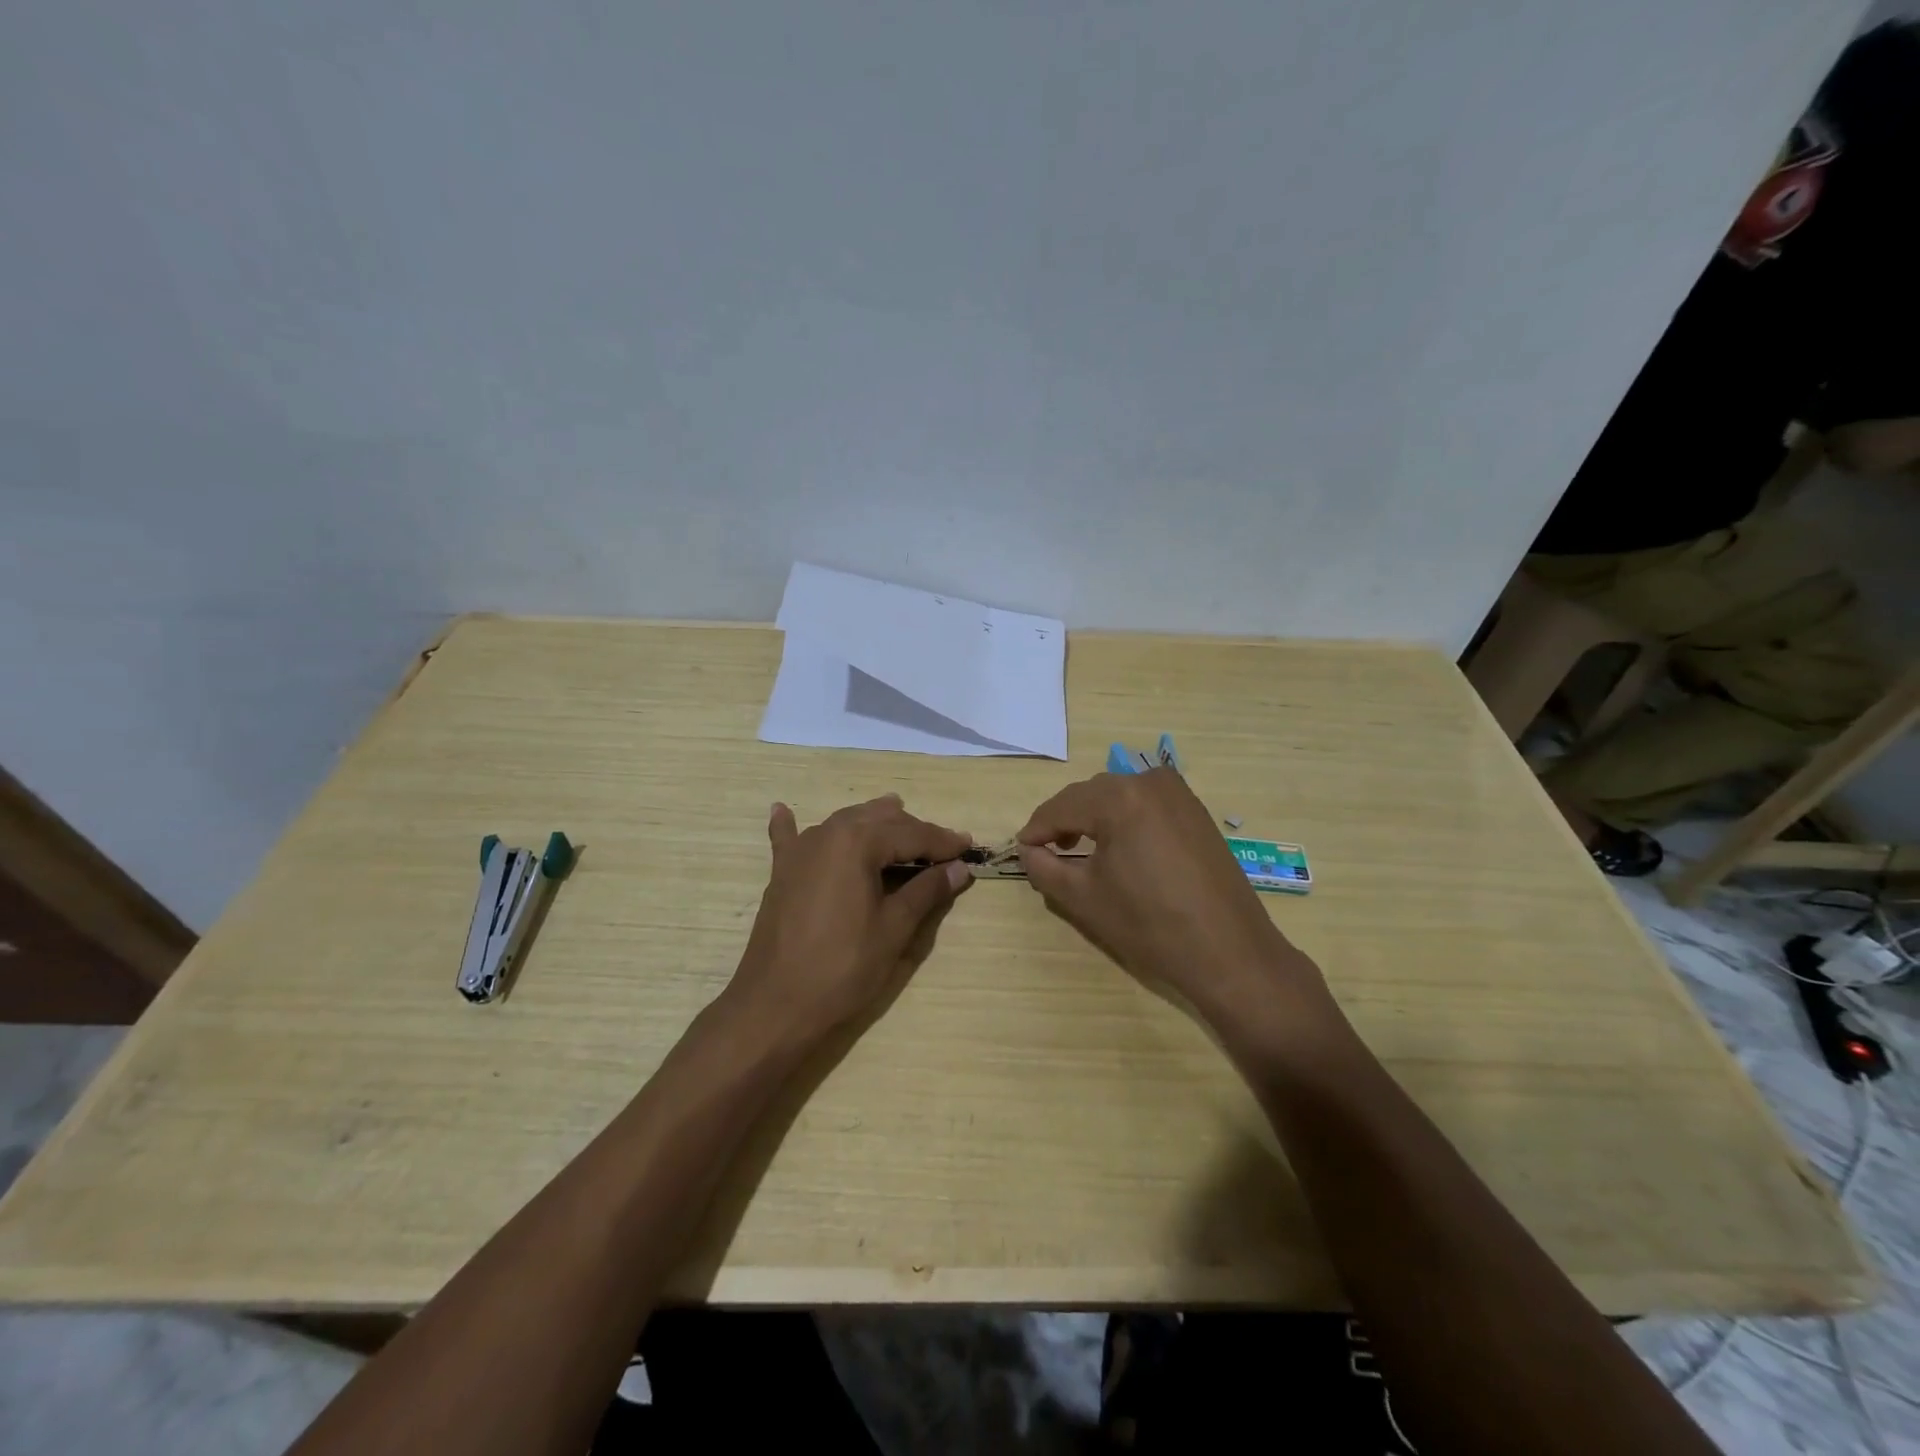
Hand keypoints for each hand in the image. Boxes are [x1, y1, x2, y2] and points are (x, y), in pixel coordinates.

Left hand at [727, 795, 972, 1042]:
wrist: (775, 1004)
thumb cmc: (843, 967)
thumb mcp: (894, 929)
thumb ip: (926, 891)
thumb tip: (959, 868)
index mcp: (858, 841)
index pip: (911, 833)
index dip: (942, 842)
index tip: (969, 848)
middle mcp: (827, 834)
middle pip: (879, 821)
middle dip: (913, 831)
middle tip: (943, 848)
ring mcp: (799, 851)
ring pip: (844, 823)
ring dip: (872, 823)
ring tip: (898, 819)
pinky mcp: (781, 873)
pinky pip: (789, 839)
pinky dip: (791, 825)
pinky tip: (782, 810)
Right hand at [1017, 770, 1331, 1033]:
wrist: (1229, 951)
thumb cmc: (1149, 924)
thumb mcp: (1083, 898)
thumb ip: (1044, 867)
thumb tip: (1028, 850)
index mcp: (1118, 798)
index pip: (1061, 807)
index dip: (1036, 829)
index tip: (1021, 849)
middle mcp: (1149, 782)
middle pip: (1090, 796)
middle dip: (1064, 821)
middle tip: (1047, 851)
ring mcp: (1178, 793)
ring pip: (1118, 797)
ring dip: (1094, 818)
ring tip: (1079, 850)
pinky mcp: (1196, 811)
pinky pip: (1146, 804)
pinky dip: (1124, 819)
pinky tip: (1119, 847)